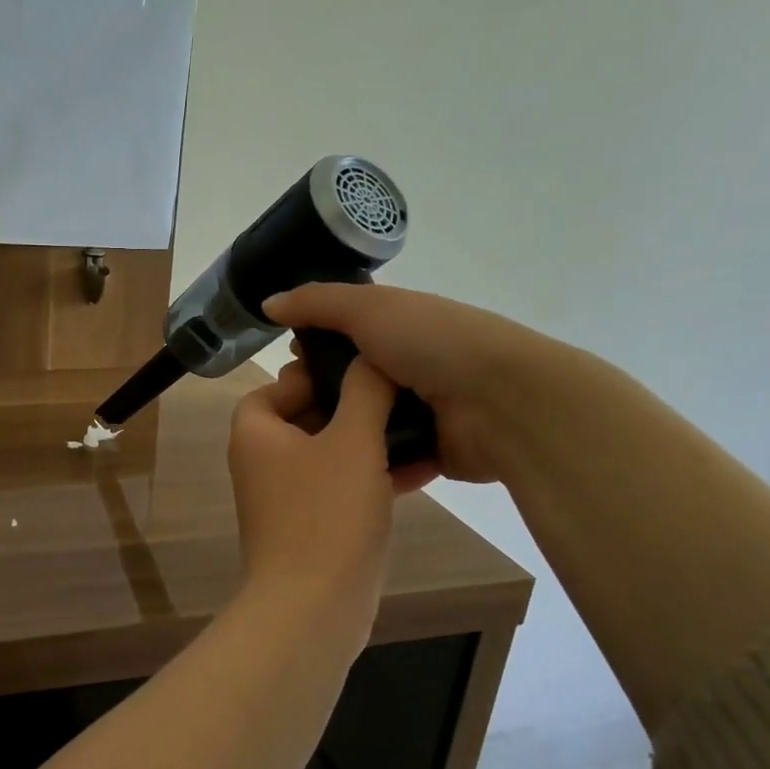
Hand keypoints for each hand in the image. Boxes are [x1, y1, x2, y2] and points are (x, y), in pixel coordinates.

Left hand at [226, 358, 422, 636]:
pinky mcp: (311, 526)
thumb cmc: (326, 514)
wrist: (313, 608)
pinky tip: (423, 468)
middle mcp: (262, 460)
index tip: (361, 368)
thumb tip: (371, 356)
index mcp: (256, 432)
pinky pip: (342, 487)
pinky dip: (373, 475)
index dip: (316, 373)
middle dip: (354, 405)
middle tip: (400, 392)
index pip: (278, 385)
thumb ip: (364, 392)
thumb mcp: (352, 440)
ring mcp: (285, 497)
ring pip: (330, 453)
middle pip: (307, 416)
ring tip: (421, 425)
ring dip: (370, 440)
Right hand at [266, 284, 580, 484]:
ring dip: (333, 429)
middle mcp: (406, 366)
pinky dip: (358, 458)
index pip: (343, 334)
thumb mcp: (369, 308)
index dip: (312, 344)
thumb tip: (268, 303)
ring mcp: (418, 411)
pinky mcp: (425, 450)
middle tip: (290, 407)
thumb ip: (316, 303)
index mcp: (398, 327)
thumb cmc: (433, 342)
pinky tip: (325, 465)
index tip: (288, 362)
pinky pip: (381, 455)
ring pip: (359, 421)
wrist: (501, 401)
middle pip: (347, 381)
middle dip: (316, 392)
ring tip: (299, 442)